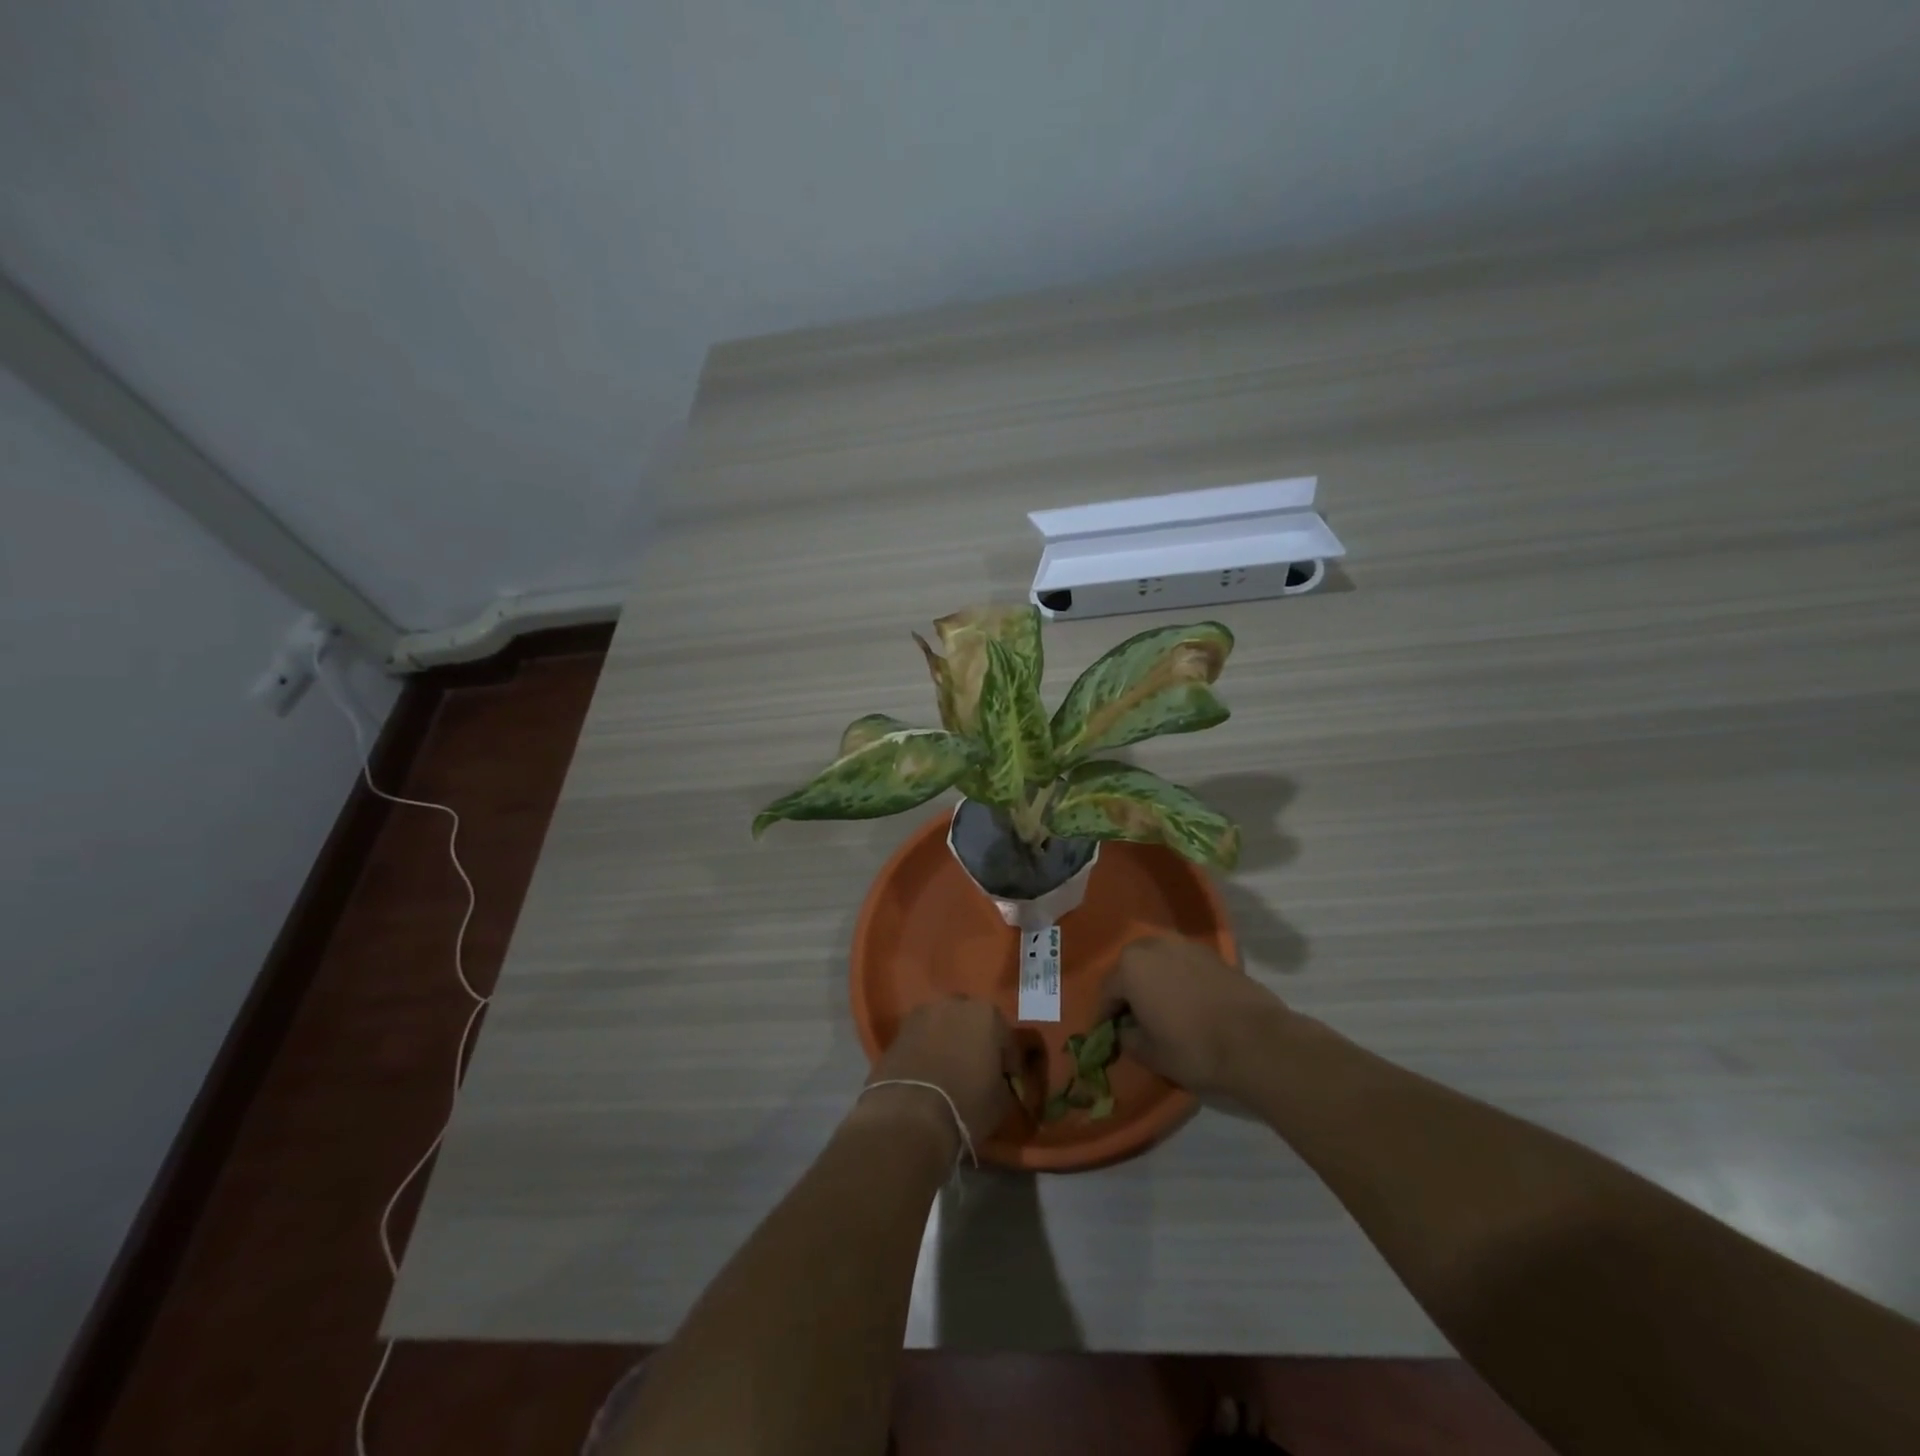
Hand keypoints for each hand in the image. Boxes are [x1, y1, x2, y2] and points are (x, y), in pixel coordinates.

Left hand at [862, 996, 1018, 1152]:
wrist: (910, 1114)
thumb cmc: (966, 1103)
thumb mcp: (1001, 1101)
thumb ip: (1003, 1082)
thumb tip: (997, 1082)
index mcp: (987, 1014)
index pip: (1006, 1038)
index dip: (1008, 1063)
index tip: (1008, 1083)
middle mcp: (954, 1003)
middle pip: (973, 1022)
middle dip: (977, 1042)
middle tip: (978, 1071)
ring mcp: (923, 1014)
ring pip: (944, 1026)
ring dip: (950, 1042)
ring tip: (951, 1071)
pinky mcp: (899, 1030)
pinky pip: (922, 1038)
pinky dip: (928, 1050)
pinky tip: (930, 1073)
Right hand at [1094, 936, 1291, 1098]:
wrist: (1256, 1042)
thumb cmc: (1192, 1047)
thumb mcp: (1150, 1053)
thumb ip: (1128, 1038)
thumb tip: (1125, 1030)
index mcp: (1130, 965)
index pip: (1107, 991)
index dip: (1105, 1016)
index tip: (1106, 1035)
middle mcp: (1154, 945)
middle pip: (1131, 969)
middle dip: (1129, 992)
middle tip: (1133, 1020)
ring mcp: (1186, 946)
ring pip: (1158, 963)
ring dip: (1153, 982)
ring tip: (1160, 1010)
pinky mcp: (1213, 954)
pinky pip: (1182, 965)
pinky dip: (1177, 980)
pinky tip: (1186, 1004)